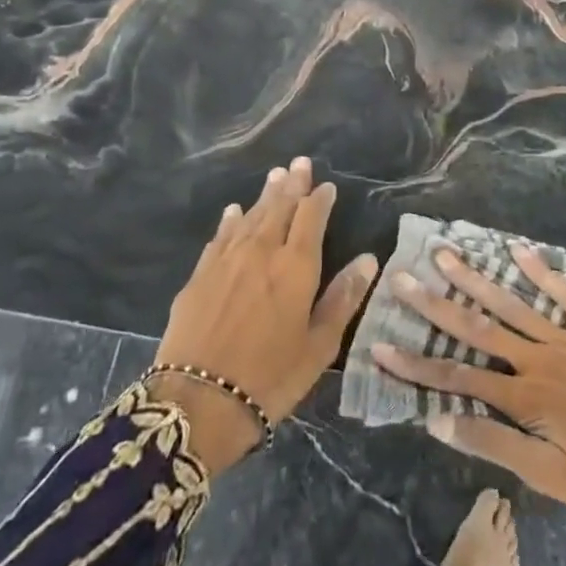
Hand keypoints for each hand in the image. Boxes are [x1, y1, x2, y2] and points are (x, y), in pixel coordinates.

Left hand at [150, 158, 378, 473]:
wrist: (197, 402)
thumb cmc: (270, 379)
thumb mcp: (319, 347)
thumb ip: (343, 298)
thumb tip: (368, 259)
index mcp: (296, 266)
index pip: (311, 218)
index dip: (320, 199)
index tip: (327, 186)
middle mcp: (261, 251)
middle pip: (279, 207)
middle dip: (292, 184)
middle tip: (299, 163)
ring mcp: (226, 260)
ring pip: (250, 216)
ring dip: (264, 196)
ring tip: (275, 176)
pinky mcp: (199, 275)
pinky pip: (220, 237)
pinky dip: (230, 221)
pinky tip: (234, 212)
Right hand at [371, 243, 565, 530]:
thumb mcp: (552, 478)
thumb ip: (495, 445)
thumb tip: (438, 421)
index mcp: (525, 397)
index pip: (457, 378)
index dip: (416, 363)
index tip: (380, 343)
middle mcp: (538, 358)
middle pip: (477, 328)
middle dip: (436, 303)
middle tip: (402, 276)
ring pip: (512, 302)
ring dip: (475, 278)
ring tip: (445, 253)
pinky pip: (565, 292)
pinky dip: (541, 269)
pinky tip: (517, 246)